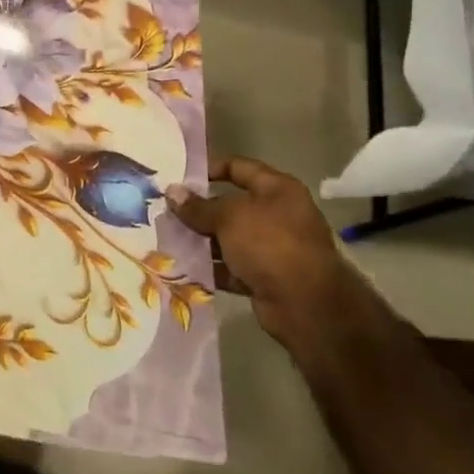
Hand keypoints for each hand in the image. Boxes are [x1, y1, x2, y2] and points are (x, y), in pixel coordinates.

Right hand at [172, 156, 371, 349]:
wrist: (307, 306)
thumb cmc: (270, 244)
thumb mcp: (229, 218)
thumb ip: (198, 206)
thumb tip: (171, 191)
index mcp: (278, 190)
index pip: (238, 167)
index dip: (209, 168)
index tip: (179, 177)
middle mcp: (278, 215)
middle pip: (231, 205)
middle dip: (199, 209)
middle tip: (165, 210)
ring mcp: (273, 249)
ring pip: (229, 238)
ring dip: (201, 240)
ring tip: (167, 238)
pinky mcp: (266, 278)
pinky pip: (231, 267)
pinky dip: (211, 267)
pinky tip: (182, 266)